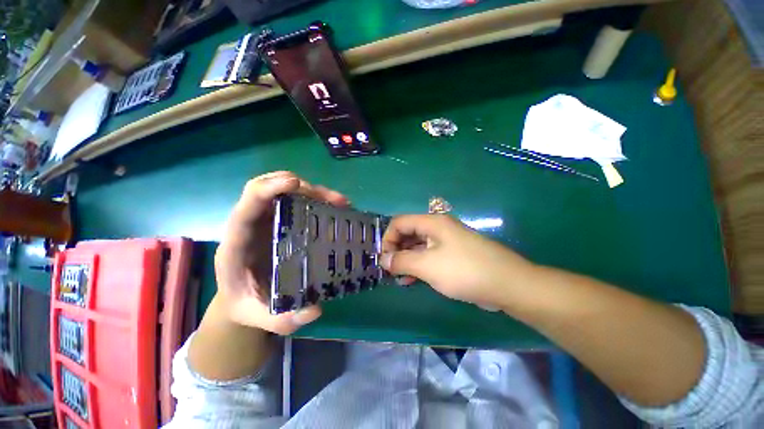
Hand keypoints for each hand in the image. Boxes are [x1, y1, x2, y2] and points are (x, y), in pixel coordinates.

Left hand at [214, 171, 348, 334]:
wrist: (239, 300)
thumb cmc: (247, 305)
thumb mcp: (261, 318)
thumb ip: (283, 319)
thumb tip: (315, 309)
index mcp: (238, 243)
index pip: (247, 206)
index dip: (269, 189)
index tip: (297, 184)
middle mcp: (250, 224)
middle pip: (266, 188)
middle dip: (300, 186)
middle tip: (332, 199)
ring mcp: (264, 220)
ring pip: (282, 191)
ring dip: (311, 190)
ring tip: (340, 202)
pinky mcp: (278, 221)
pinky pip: (293, 201)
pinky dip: (314, 198)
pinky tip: (333, 207)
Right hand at [380, 214, 534, 309]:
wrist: (507, 284)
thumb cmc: (463, 270)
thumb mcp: (427, 265)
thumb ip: (402, 261)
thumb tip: (383, 260)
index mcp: (432, 222)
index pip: (399, 222)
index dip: (388, 238)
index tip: (384, 259)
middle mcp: (438, 228)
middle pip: (408, 233)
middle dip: (396, 251)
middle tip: (390, 270)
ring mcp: (447, 241)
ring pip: (418, 246)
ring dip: (406, 260)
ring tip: (399, 278)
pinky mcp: (453, 255)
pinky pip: (429, 256)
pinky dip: (419, 266)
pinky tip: (412, 280)